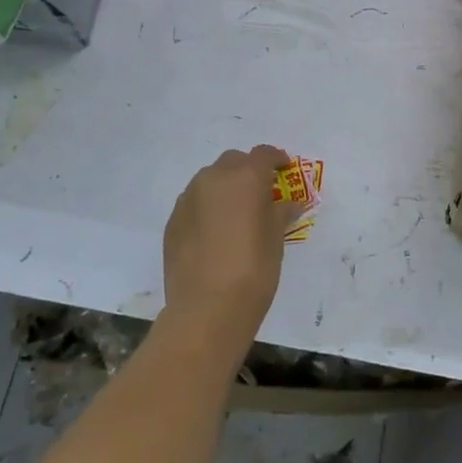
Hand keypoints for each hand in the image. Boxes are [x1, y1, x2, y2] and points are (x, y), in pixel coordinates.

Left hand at [162, 145, 291, 346]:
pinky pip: (194, 203)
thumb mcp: (276, 239)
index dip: (276, 159)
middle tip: (260, 193)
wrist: (207, 308)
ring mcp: (188, 198)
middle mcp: (214, 178)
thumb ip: (281, 213)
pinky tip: (214, 233)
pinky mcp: (173, 220)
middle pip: (234, 161)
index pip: (264, 154)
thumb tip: (288, 205)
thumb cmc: (253, 270)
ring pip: (209, 180)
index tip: (284, 170)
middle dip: (247, 171)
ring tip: (235, 214)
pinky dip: (206, 208)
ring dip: (224, 188)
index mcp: (246, 177)